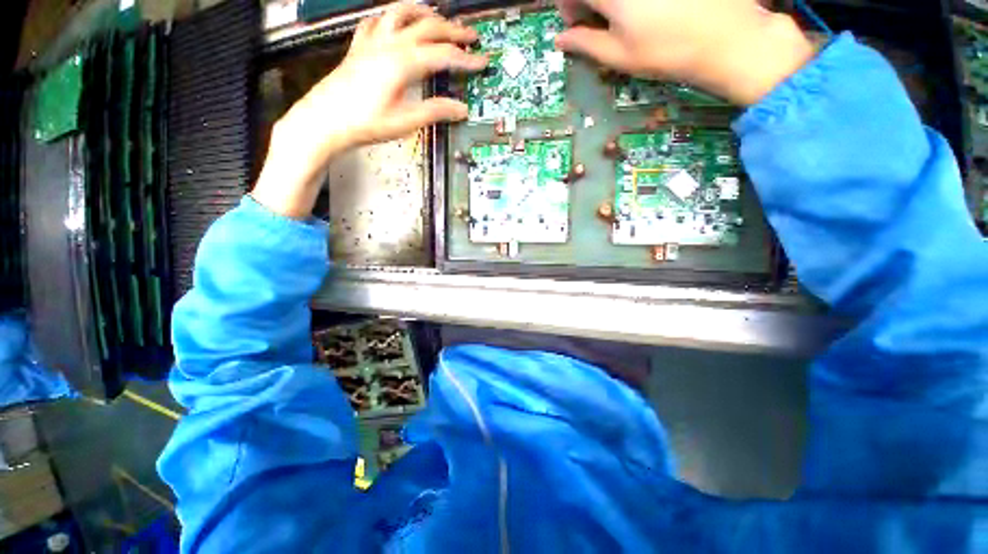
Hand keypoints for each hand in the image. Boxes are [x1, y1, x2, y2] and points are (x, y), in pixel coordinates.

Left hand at [253, 2, 486, 218]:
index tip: (482, 61)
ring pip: (401, 13)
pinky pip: (376, 21)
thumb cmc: (364, 122)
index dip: (466, 58)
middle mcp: (388, 45)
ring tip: (437, 17)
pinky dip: (392, 17)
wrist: (325, 121)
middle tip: (471, 35)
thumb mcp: (405, 121)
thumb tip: (460, 109)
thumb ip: (435, 112)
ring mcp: (372, 43)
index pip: (444, 55)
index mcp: (402, 63)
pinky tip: (396, 22)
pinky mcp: (359, 48)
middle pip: (428, 27)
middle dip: (453, 30)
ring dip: (424, 13)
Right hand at [554, 0, 815, 105]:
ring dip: (609, 3)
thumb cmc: (664, 51)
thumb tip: (561, 40)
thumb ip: (584, 43)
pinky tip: (642, 8)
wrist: (724, 37)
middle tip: (595, 21)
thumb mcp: (618, 55)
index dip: (567, 7)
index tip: (575, 24)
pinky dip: (630, 0)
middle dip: (587, 2)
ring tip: (620, 16)